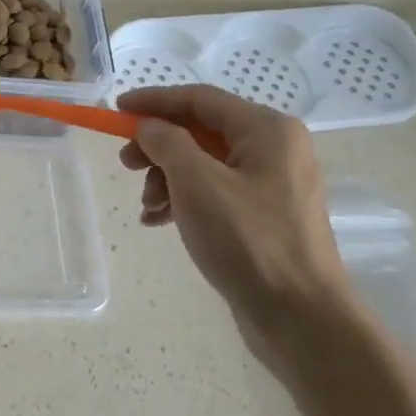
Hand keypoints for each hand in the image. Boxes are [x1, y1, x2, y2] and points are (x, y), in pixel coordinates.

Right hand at [117, 85, 356, 383]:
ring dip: (166, 178)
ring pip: (203, 163)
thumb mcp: (196, 182)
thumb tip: (149, 126)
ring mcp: (271, 184)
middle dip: (158, 146)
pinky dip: (183, 200)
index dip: (154, 101)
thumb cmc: (248, 239)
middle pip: (200, 131)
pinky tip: (158, 221)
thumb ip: (166, 142)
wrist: (300, 317)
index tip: (116, 109)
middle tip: (126, 164)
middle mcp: (275, 149)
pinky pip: (214, 192)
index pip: (199, 99)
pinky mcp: (264, 216)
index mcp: (267, 130)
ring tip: (146, 206)